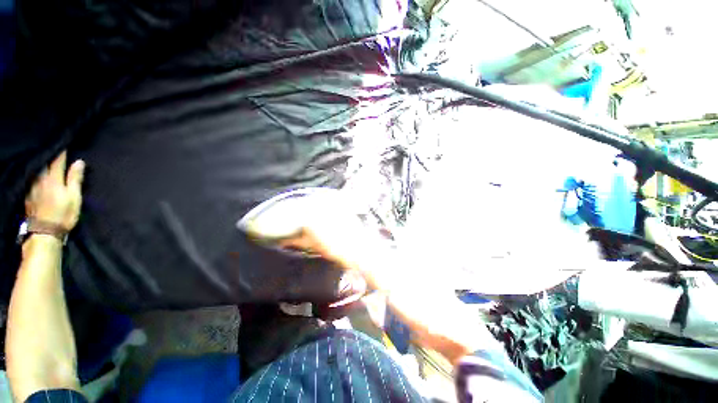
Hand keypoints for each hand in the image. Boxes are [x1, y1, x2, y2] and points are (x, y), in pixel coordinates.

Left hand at [25, 152, 85, 230]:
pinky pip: (31, 178)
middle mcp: (41, 179)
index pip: (58, 161)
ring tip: (45, 159)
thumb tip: (79, 162)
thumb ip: (75, 179)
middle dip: (50, 156)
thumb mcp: (74, 197)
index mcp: (54, 179)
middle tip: (54, 149)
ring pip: (37, 170)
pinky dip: (35, 173)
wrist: (44, 232)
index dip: (62, 153)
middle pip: (45, 163)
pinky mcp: (28, 194)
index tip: (65, 145)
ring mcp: (32, 186)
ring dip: (42, 164)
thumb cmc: (63, 214)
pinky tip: (36, 173)